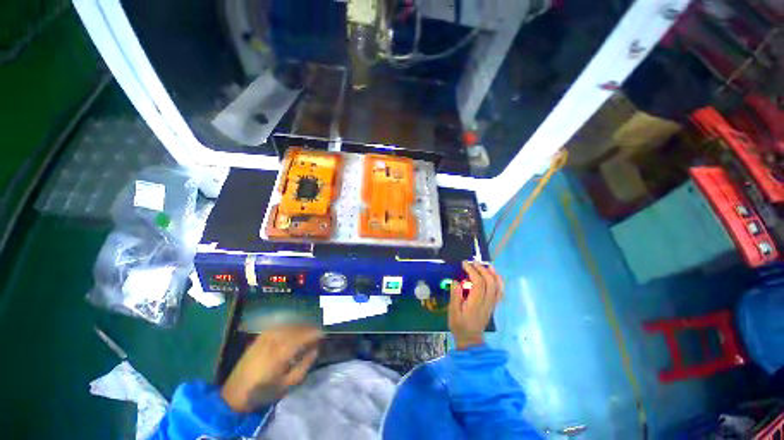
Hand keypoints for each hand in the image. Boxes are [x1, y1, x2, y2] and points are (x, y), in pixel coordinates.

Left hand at [221, 325, 322, 411]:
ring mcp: (265, 337)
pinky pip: (278, 326)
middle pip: (296, 328)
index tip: (323, 333)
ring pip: (288, 325)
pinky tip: (293, 328)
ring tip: (308, 329)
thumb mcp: (287, 385)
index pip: (302, 336)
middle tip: (317, 332)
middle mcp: (273, 341)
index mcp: (281, 353)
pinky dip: (289, 325)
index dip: (314, 333)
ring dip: (300, 325)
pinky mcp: (259, 337)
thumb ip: (304, 366)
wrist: (235, 393)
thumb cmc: (263, 391)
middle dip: (309, 328)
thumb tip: (315, 350)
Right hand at [449, 261, 503, 349]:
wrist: (470, 340)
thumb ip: (455, 296)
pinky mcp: (493, 305)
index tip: (464, 264)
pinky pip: (500, 292)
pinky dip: (499, 282)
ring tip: (486, 265)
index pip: (478, 283)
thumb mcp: (452, 312)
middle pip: (489, 282)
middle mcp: (486, 302)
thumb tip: (456, 282)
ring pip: (497, 286)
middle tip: (472, 262)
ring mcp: (492, 304)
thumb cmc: (459, 325)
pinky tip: (495, 275)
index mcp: (475, 303)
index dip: (473, 271)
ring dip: (493, 274)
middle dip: (482, 269)